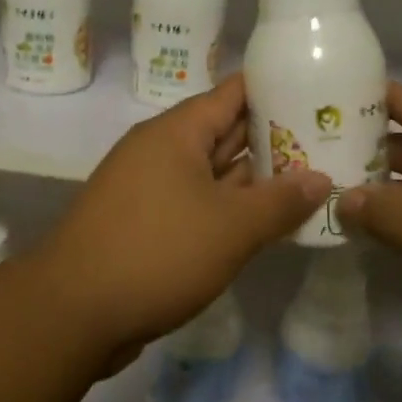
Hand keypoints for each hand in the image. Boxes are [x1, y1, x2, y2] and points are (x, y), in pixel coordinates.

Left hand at [31, 74, 330, 366]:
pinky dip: (229, 210)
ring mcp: (149, 189)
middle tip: (329, 141)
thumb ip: (280, 202)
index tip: (319, 92)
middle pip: (225, 132)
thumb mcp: (231, 228)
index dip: (276, 89)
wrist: (72, 312)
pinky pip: (197, 204)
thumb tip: (320, 179)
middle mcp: (159, 152)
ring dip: (254, 180)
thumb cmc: (157, 253)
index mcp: (176, 133)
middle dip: (274, 138)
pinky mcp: (144, 225)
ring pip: (212, 174)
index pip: (233, 93)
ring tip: (310, 180)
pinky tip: (265, 224)